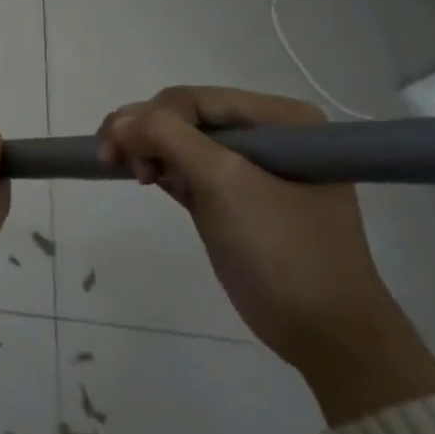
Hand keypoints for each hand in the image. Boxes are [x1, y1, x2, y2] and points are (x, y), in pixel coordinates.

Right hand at [99, 86, 434, 423]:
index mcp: (281, 120)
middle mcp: (267, 134)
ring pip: (179, 141)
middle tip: (110, 159)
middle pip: (184, 116)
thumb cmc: (282, 250)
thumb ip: (168, 138)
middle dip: (144, 132)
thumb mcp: (225, 183)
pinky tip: (144, 179)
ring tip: (128, 172)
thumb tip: (117, 121)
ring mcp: (249, 167)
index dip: (150, 117)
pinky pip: (184, 167)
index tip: (117, 150)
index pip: (196, 99)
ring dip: (146, 149)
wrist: (324, 333)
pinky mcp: (231, 198)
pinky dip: (159, 169)